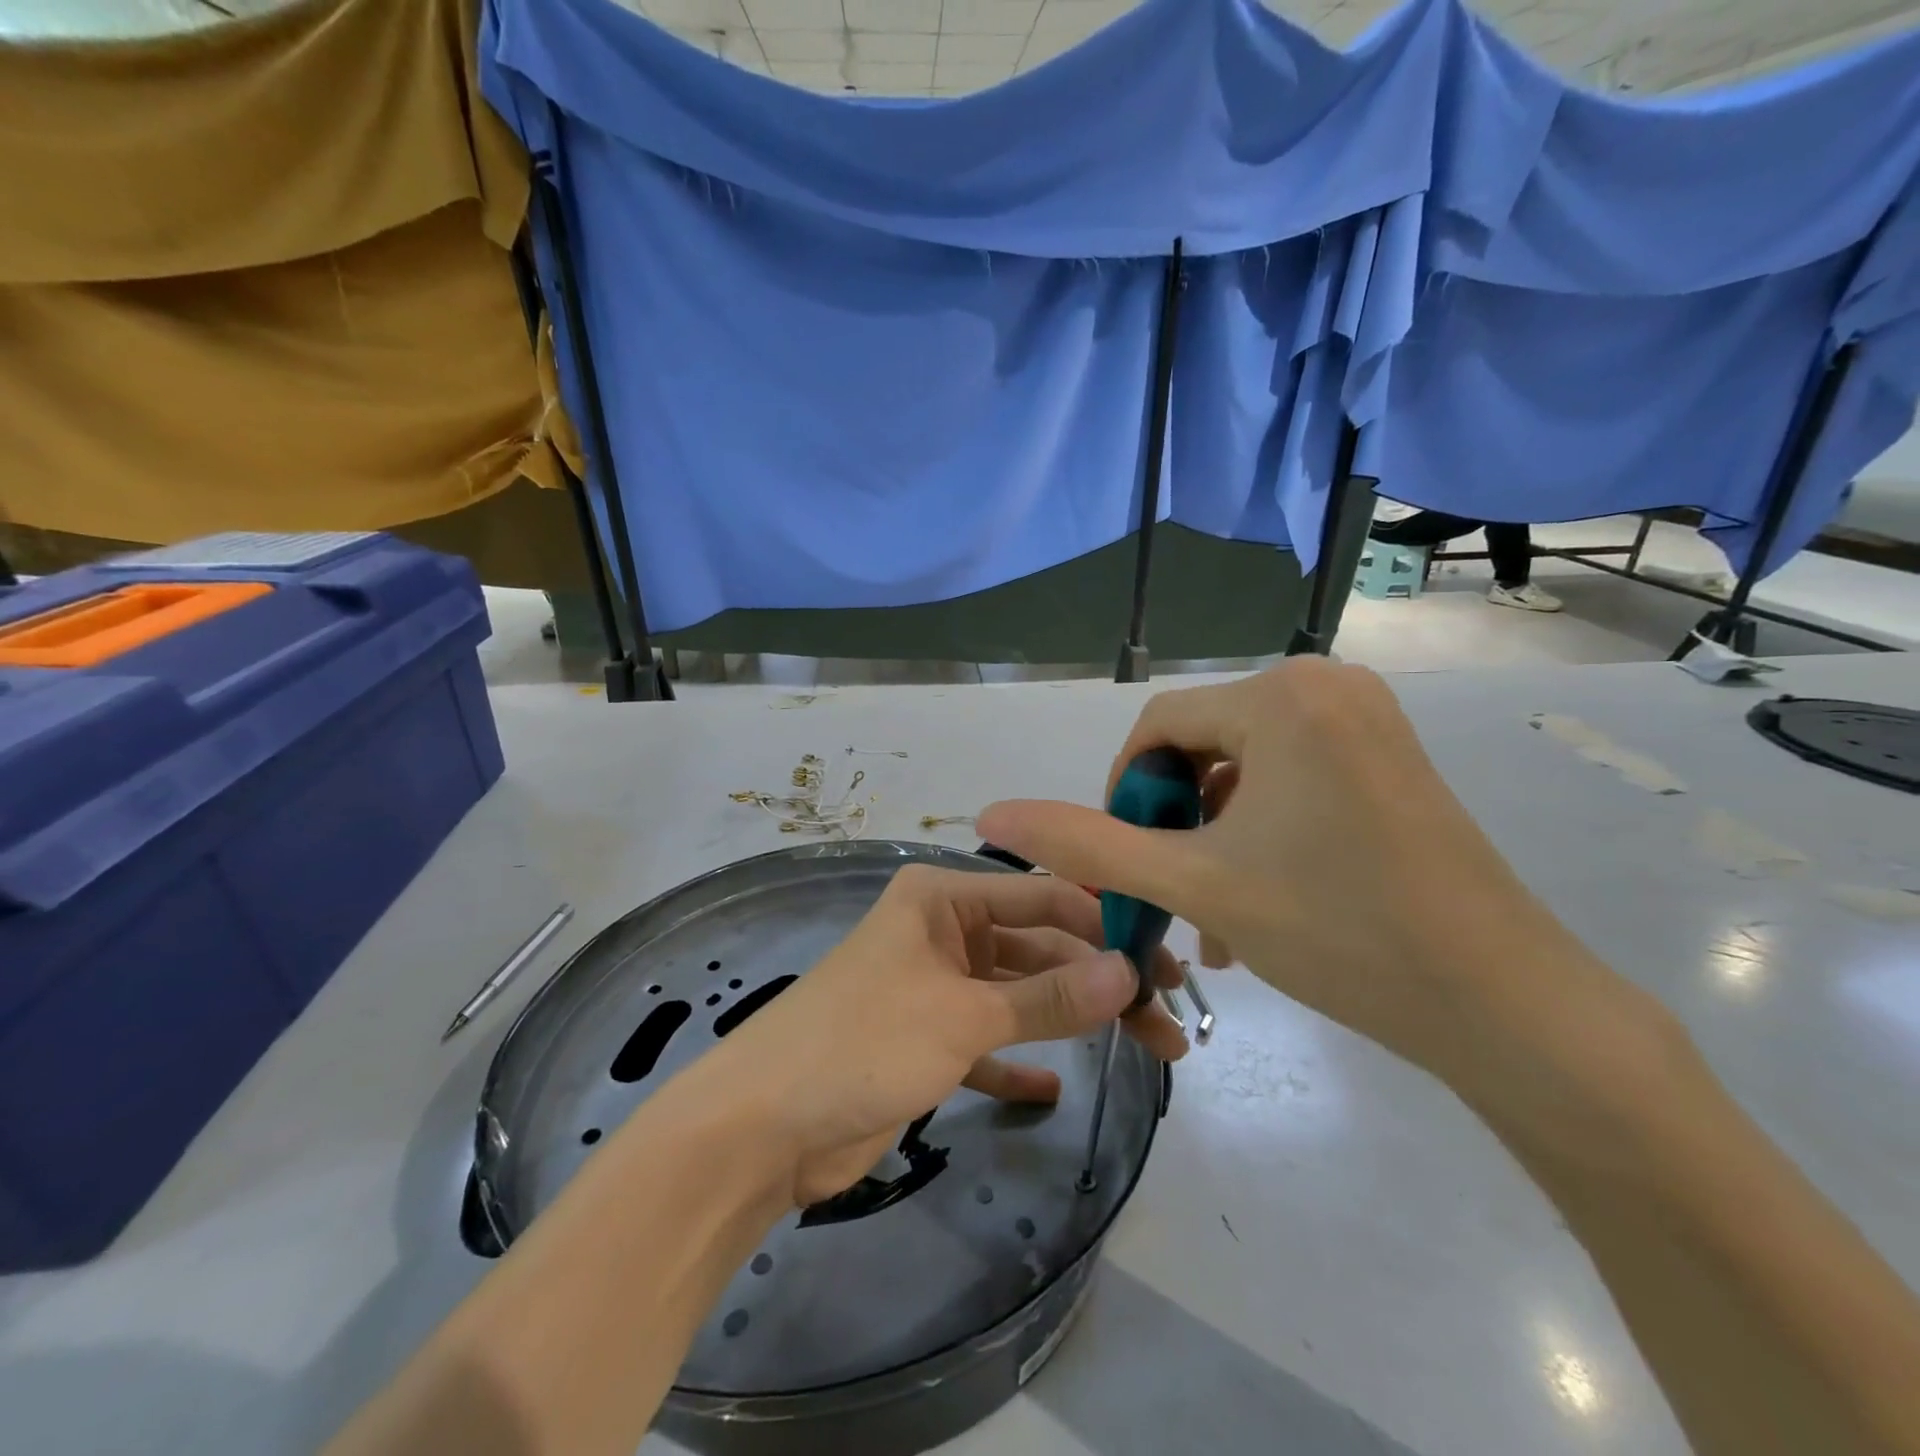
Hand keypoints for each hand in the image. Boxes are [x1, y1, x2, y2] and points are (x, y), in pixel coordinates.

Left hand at [679, 864, 1187, 1208]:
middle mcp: (942, 932)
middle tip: (1166, 1019)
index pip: (1041, 896)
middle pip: (1037, 948)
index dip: (1103, 923)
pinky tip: (1058, 1087)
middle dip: (1098, 980)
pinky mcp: (926, 1041)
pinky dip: (1021, 1059)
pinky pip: (989, 1041)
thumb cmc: (863, 1041)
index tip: (1161, 958)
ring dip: (1073, 1021)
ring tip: (1148, 1049)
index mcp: (942, 898)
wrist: (762, 1127)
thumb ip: (1049, 997)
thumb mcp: (963, 1014)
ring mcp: (934, 988)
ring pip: (1019, 996)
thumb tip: (1128, 973)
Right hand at [975, 658, 1668, 1099]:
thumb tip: (990, 812)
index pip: (1157, 728)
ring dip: (1214, 837)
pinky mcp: (1389, 756)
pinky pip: (1293, 779)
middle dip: (1174, 824)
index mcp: (1280, 695)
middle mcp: (1326, 684)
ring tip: (1213, 917)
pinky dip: (1261, 830)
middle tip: (1173, 897)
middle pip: (1202, 747)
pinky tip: (1259, 900)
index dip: (1125, 796)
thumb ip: (1084, 845)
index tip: (1127, 866)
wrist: (1506, 1005)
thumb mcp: (1193, 883)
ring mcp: (1366, 719)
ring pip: (1245, 769)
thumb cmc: (1339, 931)